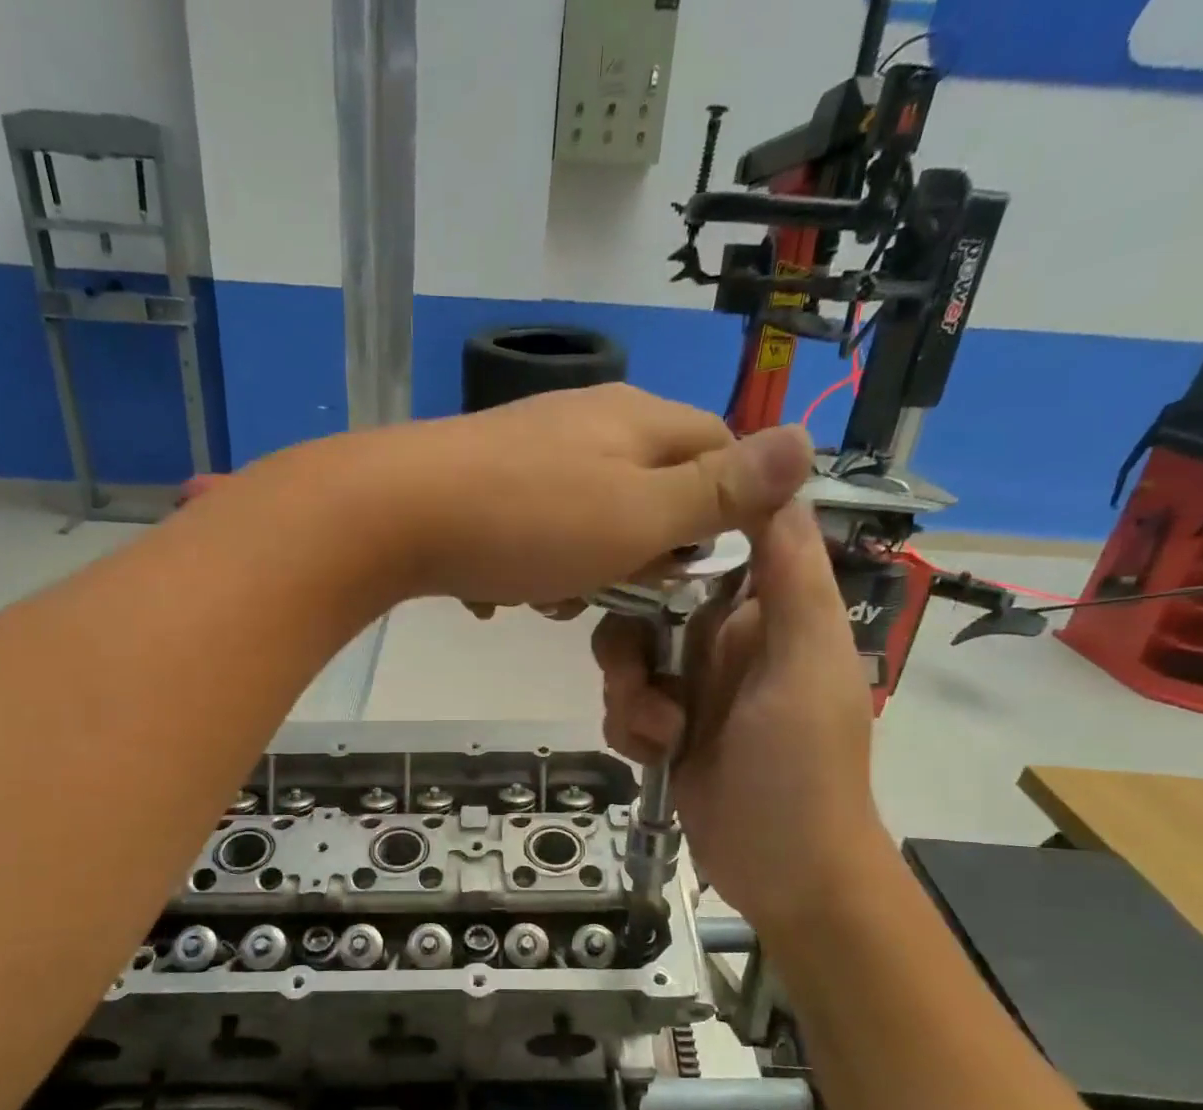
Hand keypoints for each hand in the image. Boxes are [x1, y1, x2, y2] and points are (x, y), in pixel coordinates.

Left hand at [251, 384, 811, 607]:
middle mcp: (589, 421)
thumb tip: (807, 441)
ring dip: (583, 570)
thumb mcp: (639, 514)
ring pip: (591, 517)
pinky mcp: (486, 482)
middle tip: (616, 589)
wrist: (396, 515)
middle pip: (652, 489)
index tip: (699, 568)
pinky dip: (532, 564)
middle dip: (642, 551)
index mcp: (638, 420)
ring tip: (551, 597)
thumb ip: (719, 489)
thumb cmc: (530, 521)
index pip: (719, 450)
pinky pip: (536, 528)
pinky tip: (505, 589)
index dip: (723, 512)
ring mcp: (532, 450)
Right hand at [593, 499, 886, 930]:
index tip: (631, 558)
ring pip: (627, 660)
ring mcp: (692, 690)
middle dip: (630, 644)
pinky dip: (628, 728)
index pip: (708, 552)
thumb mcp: (805, 662)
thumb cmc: (802, 764)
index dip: (668, 549)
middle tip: (643, 681)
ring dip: (629, 695)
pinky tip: (654, 757)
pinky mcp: (666, 733)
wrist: (784, 870)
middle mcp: (725, 644)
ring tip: (659, 735)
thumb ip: (792, 576)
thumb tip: (779, 480)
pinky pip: (624, 707)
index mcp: (766, 616)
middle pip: (648, 607)